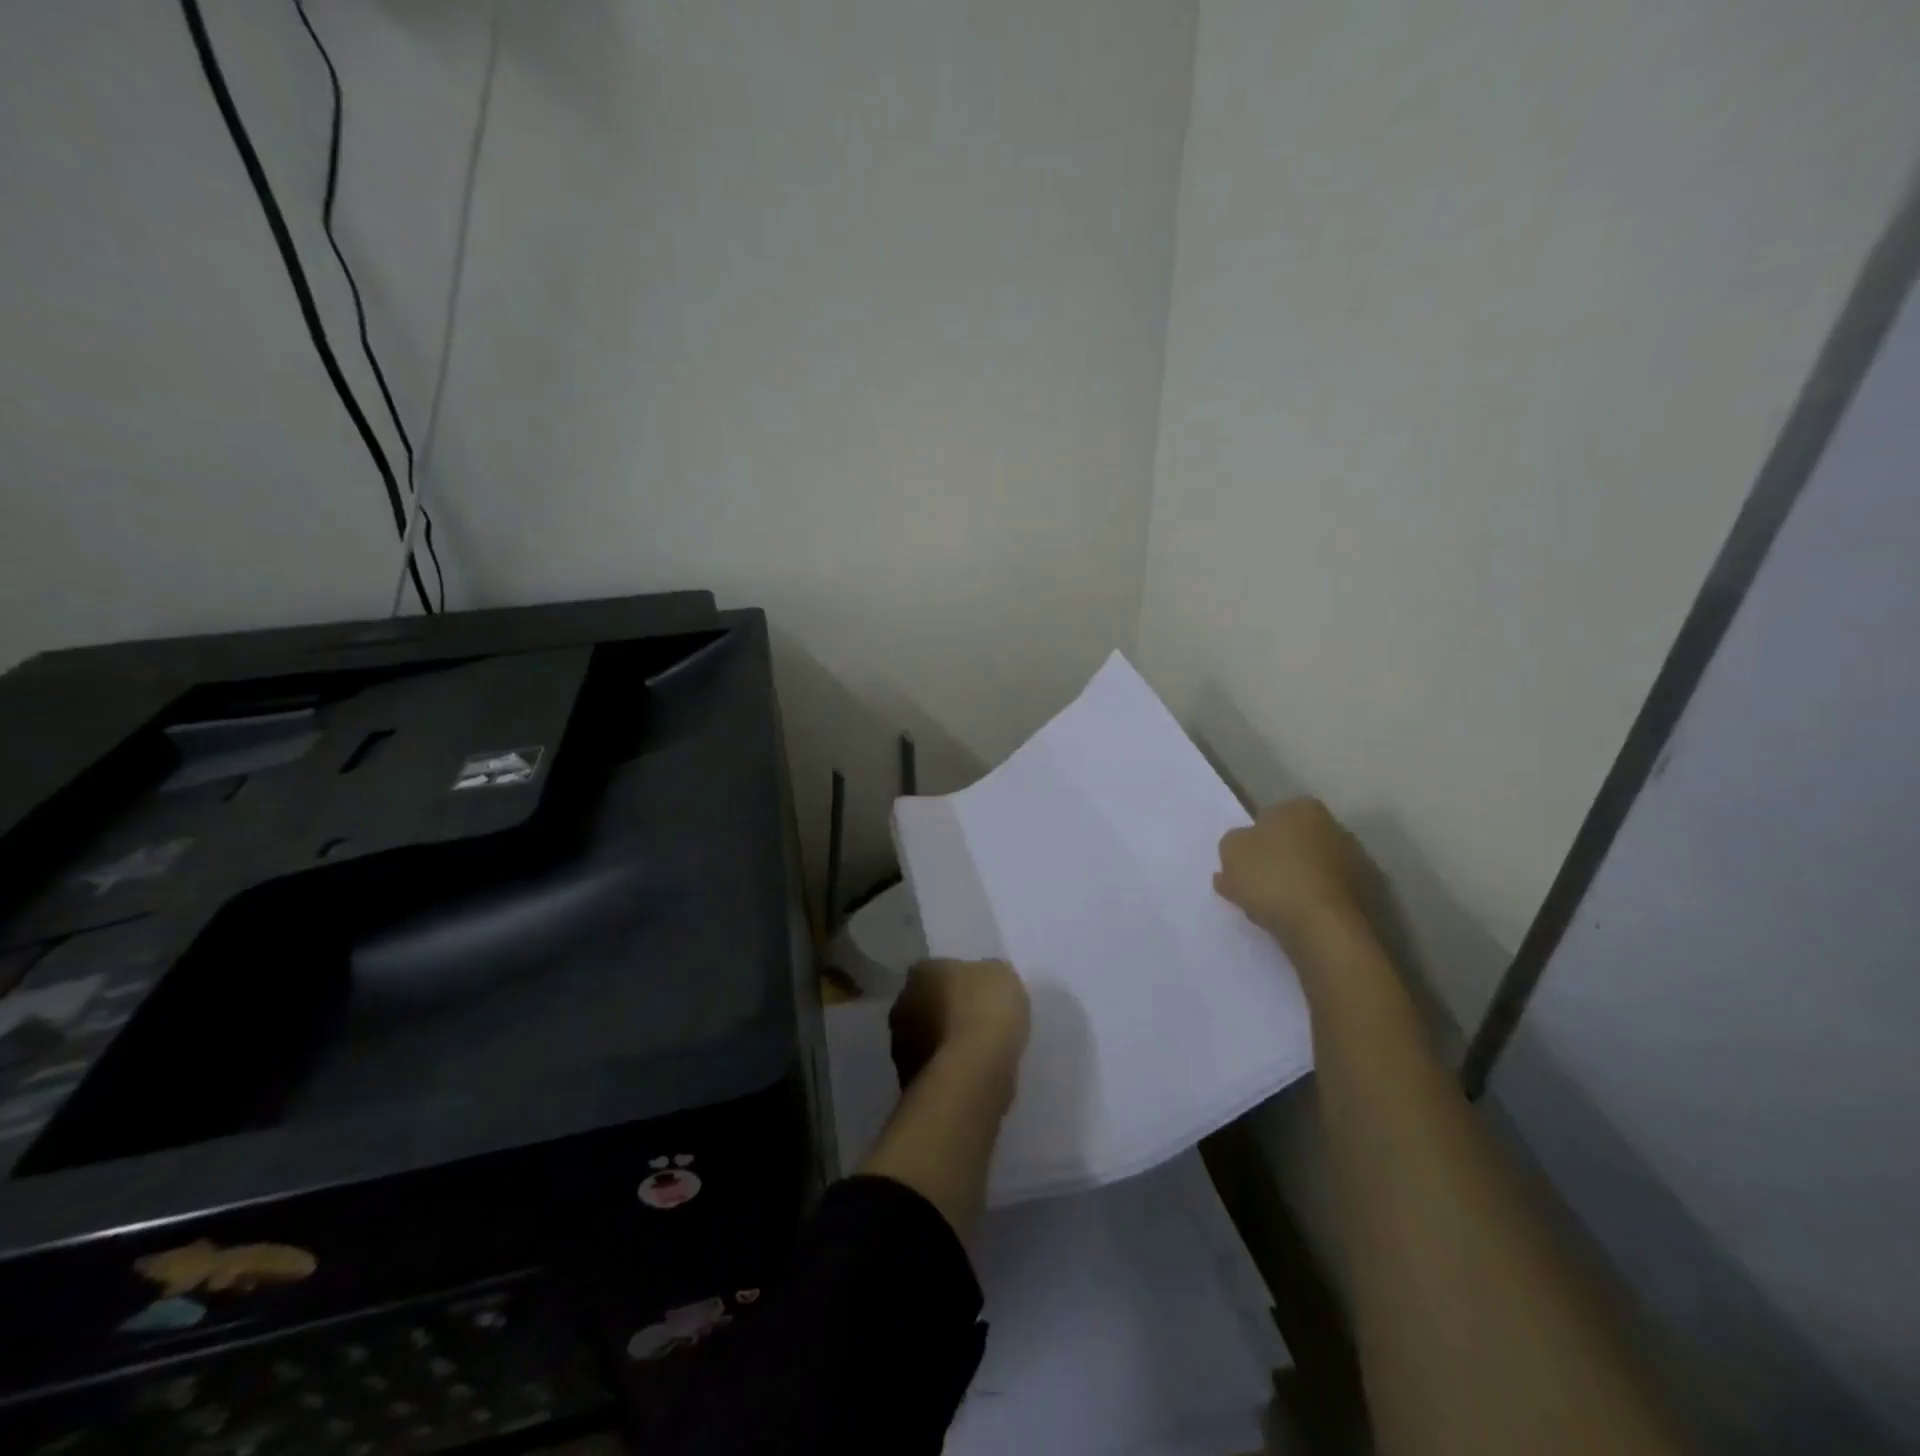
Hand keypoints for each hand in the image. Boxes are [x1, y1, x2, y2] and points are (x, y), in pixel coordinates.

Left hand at [889, 958, 1030, 1088]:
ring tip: (975, 1052)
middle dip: (944, 1011)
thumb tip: (985, 978)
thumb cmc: (986, 1011)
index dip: (957, 981)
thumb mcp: (1002, 975)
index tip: (977, 992)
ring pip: (924, 1036)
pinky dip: (945, 1068)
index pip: (935, 970)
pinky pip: (931, 1066)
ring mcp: (900, 1044)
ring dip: (942, 1041)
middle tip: (976, 1021)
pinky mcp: (907, 1078)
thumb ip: (988, 973)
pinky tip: (969, 1073)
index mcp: (921, 972)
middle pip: (925, 1003)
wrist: (973, 1072)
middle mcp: (902, 1003)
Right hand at [1215, 797, 1374, 950]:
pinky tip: (1290, 919)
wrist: (1324, 927)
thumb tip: (1243, 845)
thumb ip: (1233, 842)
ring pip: (1308, 870)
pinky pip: (1322, 895)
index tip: (1240, 862)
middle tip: (1251, 885)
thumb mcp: (1231, 850)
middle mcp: (1335, 827)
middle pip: (1292, 843)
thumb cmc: (1273, 877)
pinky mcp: (1364, 896)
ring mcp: (1354, 862)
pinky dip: (1307, 903)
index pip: (1269, 817)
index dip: (1251, 840)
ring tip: (1266, 908)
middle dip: (1274, 860)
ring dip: (1291, 883)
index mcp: (1303, 808)